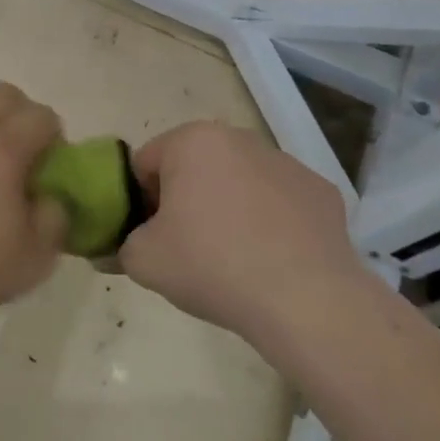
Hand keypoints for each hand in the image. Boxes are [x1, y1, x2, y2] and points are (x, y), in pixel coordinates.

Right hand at [118, 121, 363, 336]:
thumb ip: (119, 246)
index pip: (145, 164)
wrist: (306, 302)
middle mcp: (240, 139)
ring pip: (238, 183)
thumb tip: (116, 249)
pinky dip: (270, 223)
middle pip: (193, 168)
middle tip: (185, 247)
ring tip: (232, 259)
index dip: (139, 201)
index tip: (149, 236)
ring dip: (227, 208)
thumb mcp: (143, 261)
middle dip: (184, 200)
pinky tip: (271, 260)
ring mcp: (287, 164)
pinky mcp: (323, 193)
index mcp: (192, 141)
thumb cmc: (211, 265)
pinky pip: (279, 204)